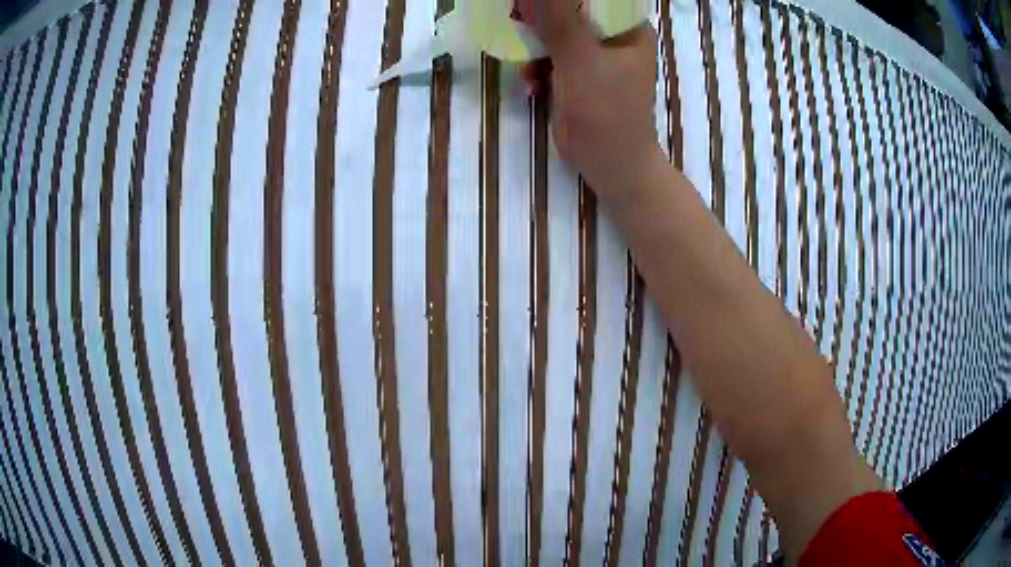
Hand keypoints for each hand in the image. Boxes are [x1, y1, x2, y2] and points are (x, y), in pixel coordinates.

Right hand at [523, 0, 662, 201]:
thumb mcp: (580, 59)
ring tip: (525, 62)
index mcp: (628, 28)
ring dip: (535, 46)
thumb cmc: (606, 111)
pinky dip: (538, 66)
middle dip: (542, 19)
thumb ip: (558, 19)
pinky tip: (530, 81)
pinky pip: (553, 58)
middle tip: (517, 20)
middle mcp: (614, 37)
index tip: (531, 2)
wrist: (610, 165)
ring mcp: (596, 57)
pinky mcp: (580, 76)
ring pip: (558, 34)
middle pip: (571, 12)